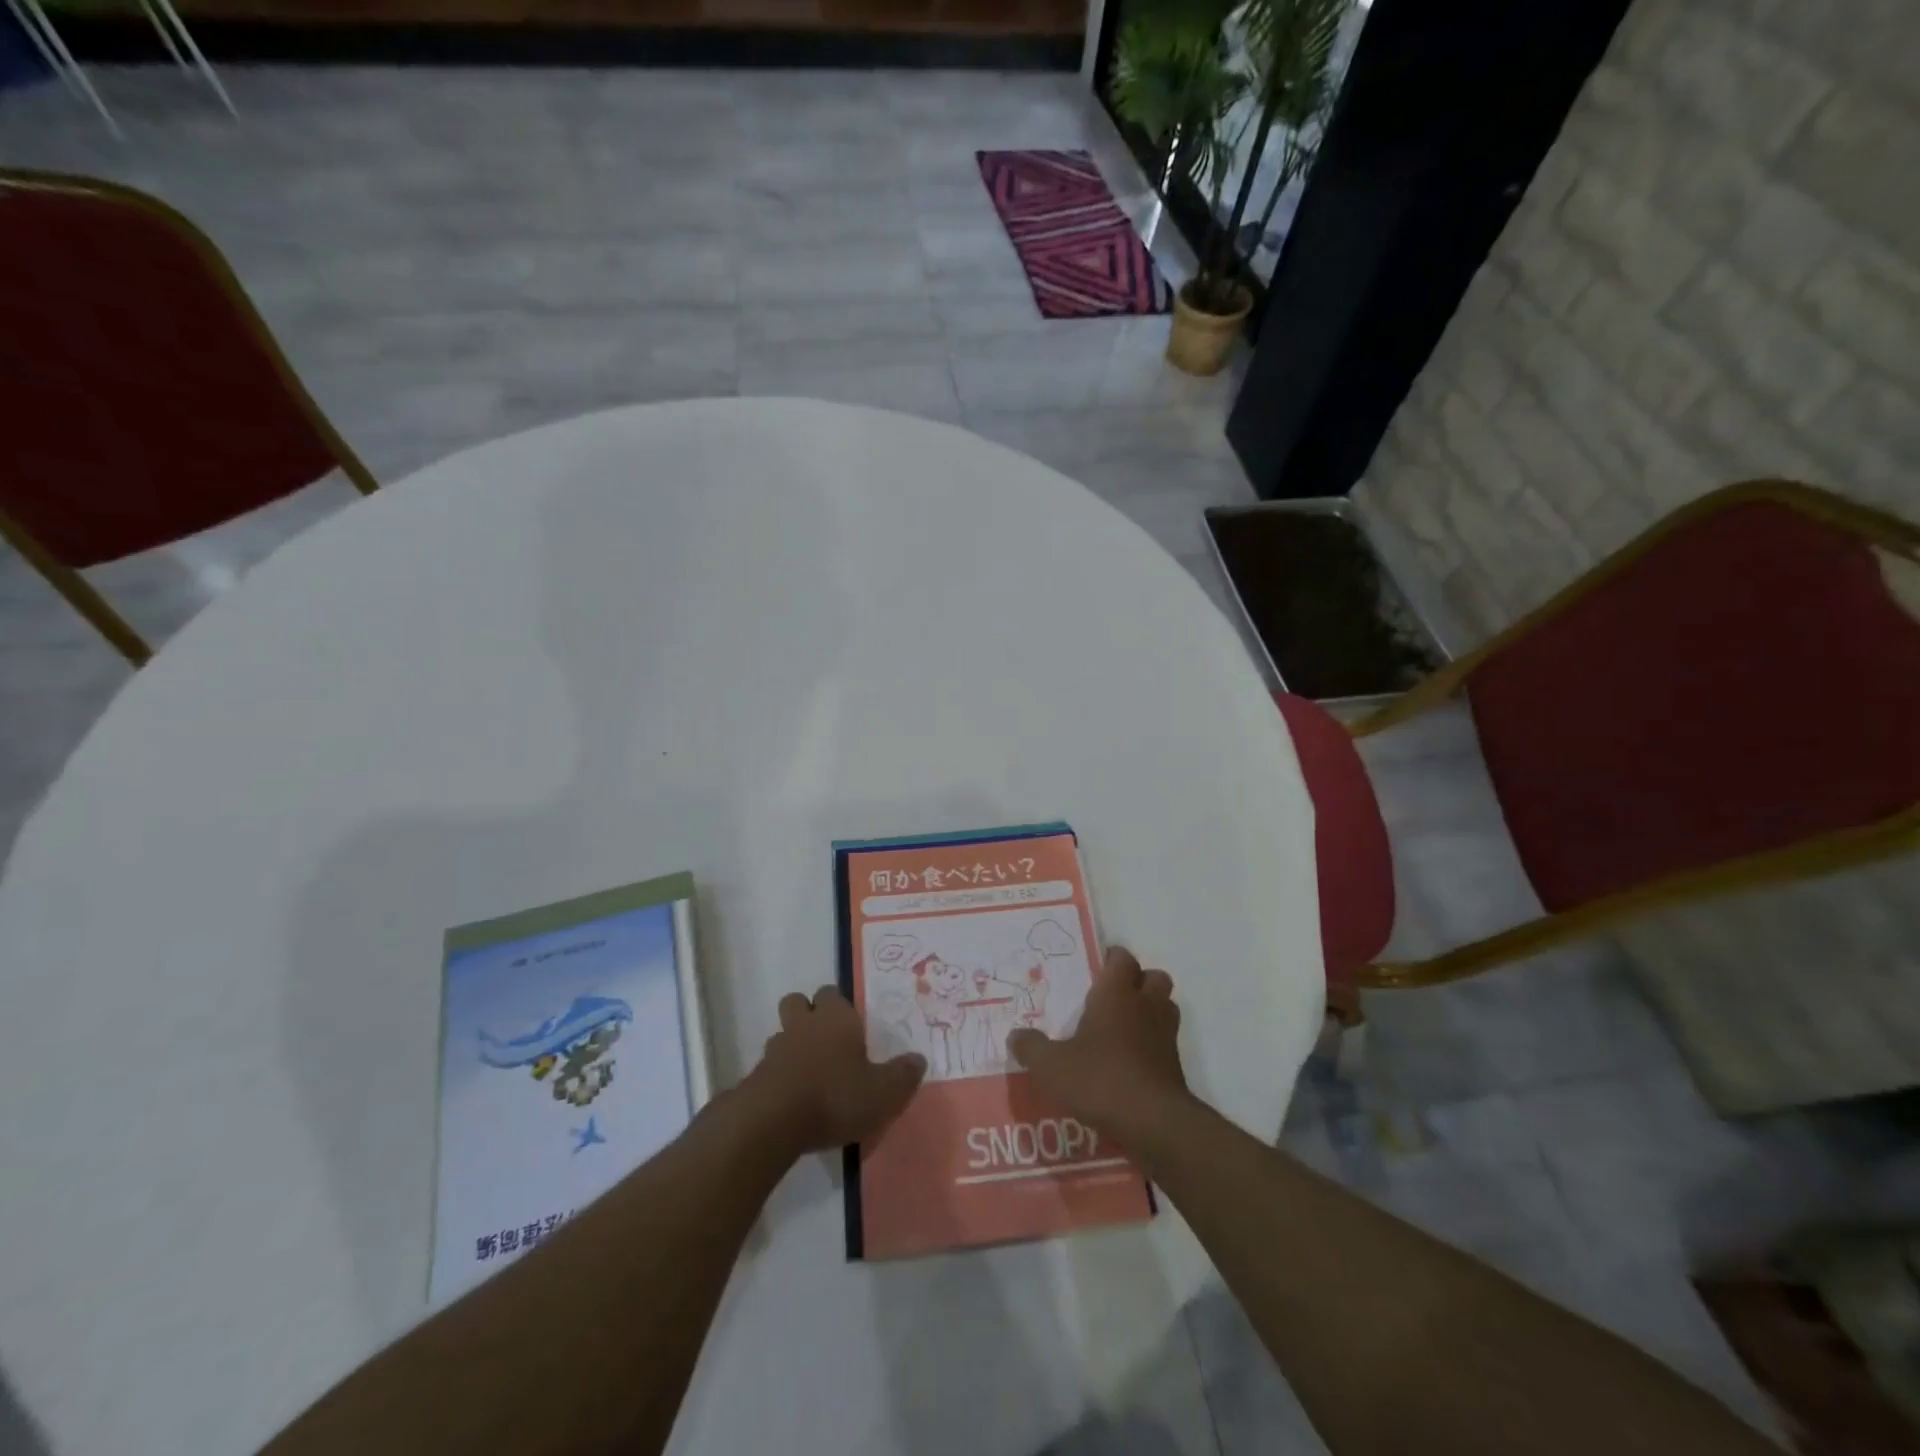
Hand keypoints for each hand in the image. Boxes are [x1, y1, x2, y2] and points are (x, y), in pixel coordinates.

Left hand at [742, 986, 926, 1154]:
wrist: (773, 1121)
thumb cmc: (836, 1096)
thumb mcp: (883, 1092)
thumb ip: (902, 1075)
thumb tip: (919, 1059)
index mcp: (836, 1018)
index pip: (832, 993)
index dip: (838, 1005)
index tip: (850, 1025)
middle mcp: (804, 1024)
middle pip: (797, 1002)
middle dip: (807, 1014)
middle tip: (824, 1038)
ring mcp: (775, 1049)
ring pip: (781, 1033)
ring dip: (791, 1045)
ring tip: (809, 1071)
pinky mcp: (756, 1076)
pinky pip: (769, 1066)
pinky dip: (779, 1075)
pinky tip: (792, 1098)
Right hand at [1006, 946, 1190, 1149]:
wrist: (1154, 1123)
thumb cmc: (1100, 1079)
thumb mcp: (1051, 1066)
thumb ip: (1031, 1048)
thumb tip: (1015, 1036)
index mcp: (1116, 994)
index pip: (1122, 958)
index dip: (1113, 958)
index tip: (1098, 966)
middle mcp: (1145, 1006)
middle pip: (1154, 977)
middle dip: (1139, 981)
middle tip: (1114, 996)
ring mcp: (1166, 1035)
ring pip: (1165, 1007)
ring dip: (1151, 1010)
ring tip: (1125, 1027)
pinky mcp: (1176, 1066)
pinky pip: (1167, 1042)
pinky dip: (1154, 1045)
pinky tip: (1131, 1062)